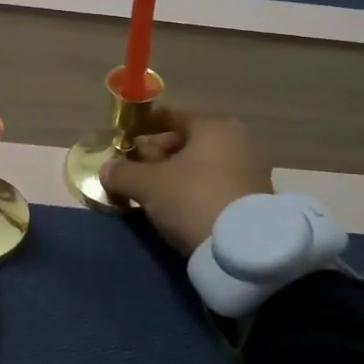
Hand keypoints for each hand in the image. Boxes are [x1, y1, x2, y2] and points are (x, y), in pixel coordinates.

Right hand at [100, 109, 273, 254]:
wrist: (245, 248)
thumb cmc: (193, 199)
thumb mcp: (148, 186)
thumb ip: (123, 173)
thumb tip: (106, 169)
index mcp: (213, 125)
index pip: (172, 115)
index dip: (145, 125)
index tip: (126, 139)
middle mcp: (237, 139)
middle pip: (189, 140)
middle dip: (160, 153)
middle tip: (137, 171)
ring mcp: (252, 168)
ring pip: (204, 163)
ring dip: (179, 174)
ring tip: (156, 193)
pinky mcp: (257, 196)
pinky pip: (218, 182)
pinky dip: (198, 188)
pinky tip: (181, 207)